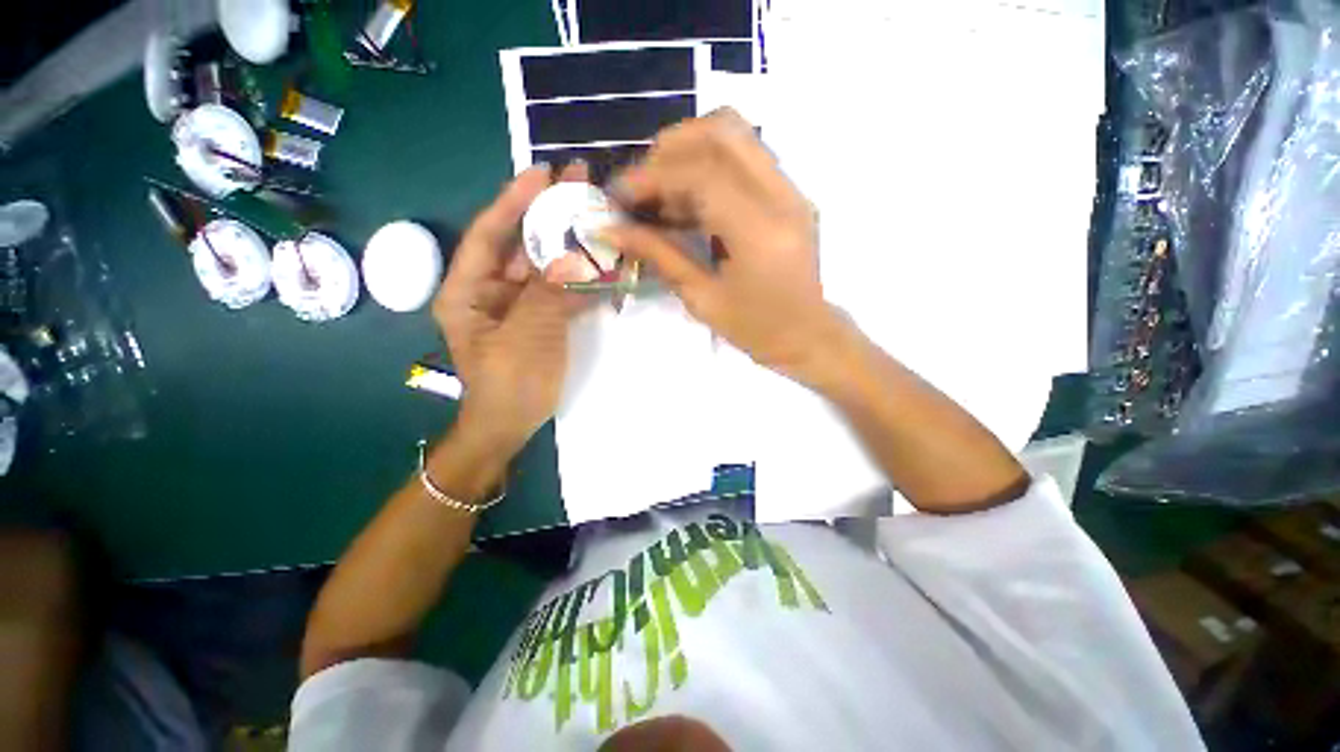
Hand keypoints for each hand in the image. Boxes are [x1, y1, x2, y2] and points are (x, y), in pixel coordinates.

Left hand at [434, 163, 589, 451]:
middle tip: (578, 184)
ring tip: (595, 216)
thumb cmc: (508, 384)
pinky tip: (600, 263)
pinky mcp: (538, 320)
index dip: (514, 201)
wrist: (510, 426)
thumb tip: (573, 256)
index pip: (489, 235)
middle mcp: (489, 291)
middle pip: (519, 245)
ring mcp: (516, 305)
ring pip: (542, 267)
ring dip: (568, 245)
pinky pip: (558, 291)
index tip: (542, 173)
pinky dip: (578, 278)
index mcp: (468, 291)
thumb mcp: (526, 336)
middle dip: (548, 216)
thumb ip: (548, 293)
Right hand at [605, 109, 846, 384]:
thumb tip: (611, 230)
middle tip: (642, 185)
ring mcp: (791, 190)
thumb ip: (659, 256)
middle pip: (723, 131)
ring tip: (660, 191)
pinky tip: (686, 199)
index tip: (618, 195)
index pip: (702, 174)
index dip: (652, 176)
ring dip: (689, 150)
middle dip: (670, 148)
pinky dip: (708, 165)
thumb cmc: (755, 330)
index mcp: (760, 232)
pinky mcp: (790, 193)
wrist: (807, 335)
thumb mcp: (702, 299)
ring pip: (736, 135)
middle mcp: (782, 197)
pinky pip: (745, 157)